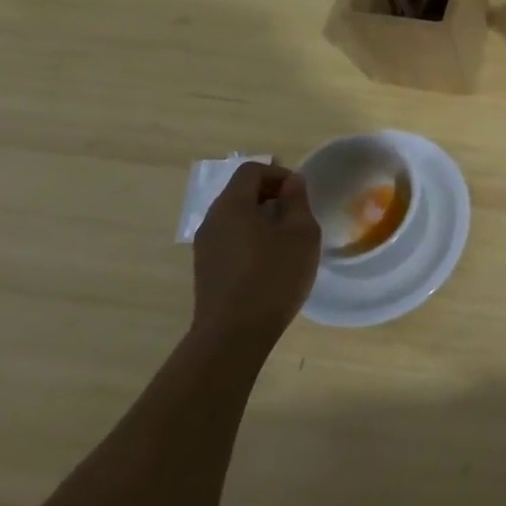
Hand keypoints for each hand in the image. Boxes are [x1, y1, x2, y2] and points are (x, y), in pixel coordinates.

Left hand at [191, 162, 320, 348]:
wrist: (233, 335)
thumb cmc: (273, 276)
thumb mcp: (301, 234)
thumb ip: (297, 201)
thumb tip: (291, 182)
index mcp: (232, 205)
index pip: (252, 170)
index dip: (279, 173)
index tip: (300, 193)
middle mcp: (212, 220)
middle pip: (240, 192)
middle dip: (271, 195)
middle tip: (298, 214)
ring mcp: (205, 247)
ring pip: (235, 217)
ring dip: (261, 218)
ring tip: (287, 239)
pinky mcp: (206, 270)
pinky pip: (230, 239)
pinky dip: (251, 238)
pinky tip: (270, 262)